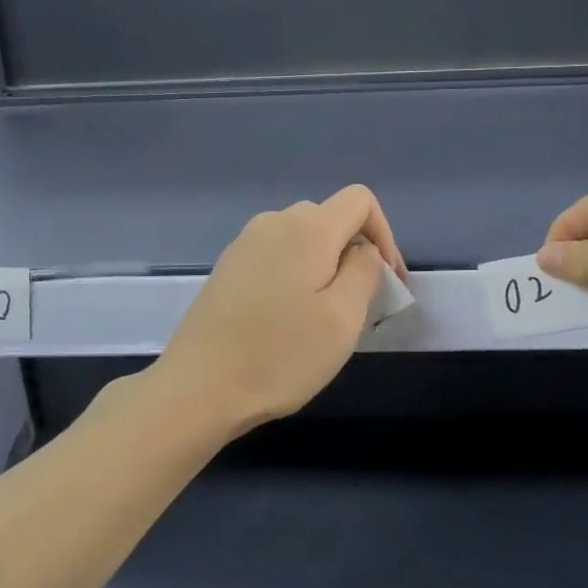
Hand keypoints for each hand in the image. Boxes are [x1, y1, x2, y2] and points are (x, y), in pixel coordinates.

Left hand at [154, 185, 406, 436]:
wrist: (199, 387)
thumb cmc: (280, 355)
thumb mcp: (343, 318)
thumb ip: (365, 271)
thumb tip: (363, 250)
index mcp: (307, 228)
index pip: (360, 200)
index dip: (385, 235)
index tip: (388, 281)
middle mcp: (273, 222)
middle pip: (330, 218)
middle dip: (355, 253)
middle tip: (361, 305)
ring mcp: (245, 243)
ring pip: (302, 239)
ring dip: (325, 267)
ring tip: (325, 316)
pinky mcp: (227, 267)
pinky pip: (276, 255)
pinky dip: (296, 275)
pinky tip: (288, 318)